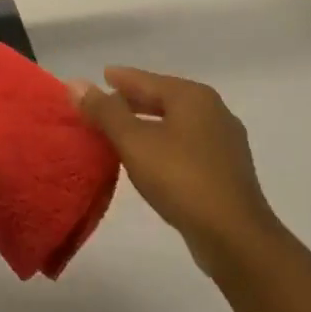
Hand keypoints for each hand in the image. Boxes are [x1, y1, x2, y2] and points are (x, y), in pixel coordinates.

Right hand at [73, 67, 277, 272]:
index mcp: (193, 97)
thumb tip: (76, 83)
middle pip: (164, 98)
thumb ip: (105, 112)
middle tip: (105, 104)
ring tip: (122, 132)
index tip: (101, 75)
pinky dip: (165, 143)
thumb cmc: (181, 179)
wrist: (234, 236)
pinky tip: (152, 159)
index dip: (121, 78)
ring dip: (149, 124)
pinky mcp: (227, 170)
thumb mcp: (134, 142)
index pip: (147, 79)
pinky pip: (187, 145)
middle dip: (134, 101)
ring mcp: (224, 141)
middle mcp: (213, 111)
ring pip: (177, 123)